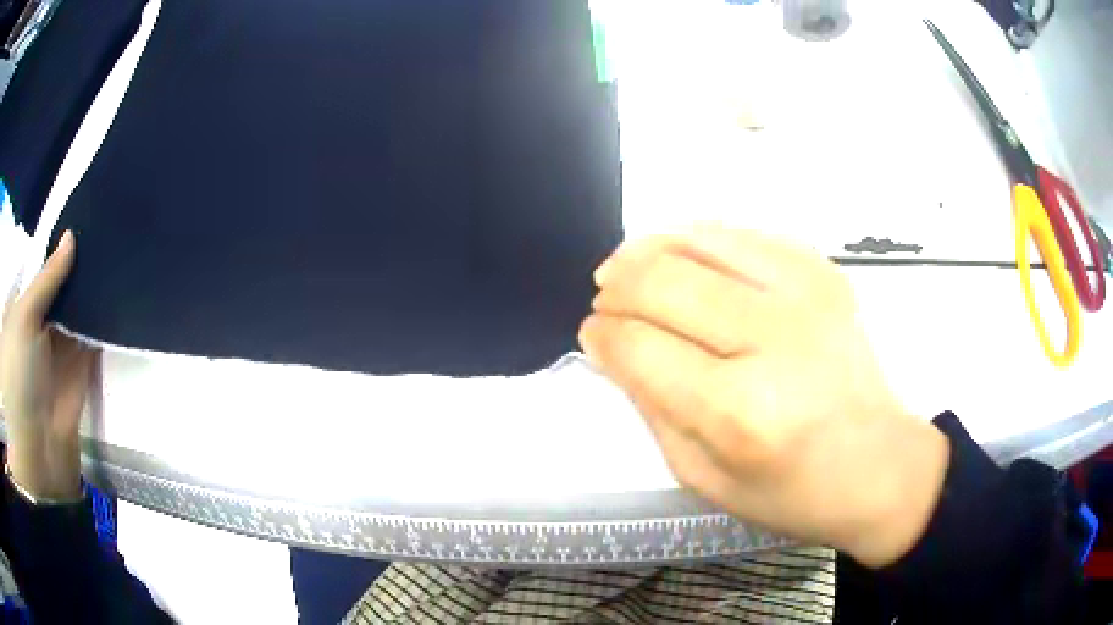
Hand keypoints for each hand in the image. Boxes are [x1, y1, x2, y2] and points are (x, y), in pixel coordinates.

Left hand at [1, 232, 97, 499]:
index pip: (40, 269)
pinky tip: (119, 293)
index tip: (82, 217)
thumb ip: (46, 279)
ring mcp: (60, 350)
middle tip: (105, 229)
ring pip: (77, 311)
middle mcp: (39, 326)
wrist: (37, 451)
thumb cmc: (17, 375)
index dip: (57, 246)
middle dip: (78, 265)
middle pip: (60, 288)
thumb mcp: (23, 317)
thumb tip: (71, 238)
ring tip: (117, 252)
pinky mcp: (81, 372)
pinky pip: (92, 340)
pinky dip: (103, 322)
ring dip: (91, 291)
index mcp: (22, 309)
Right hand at [579, 226, 949, 567]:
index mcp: (739, 411)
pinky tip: (683, 259)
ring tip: (628, 268)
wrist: (879, 464)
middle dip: (616, 287)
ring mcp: (806, 293)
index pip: (641, 346)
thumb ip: (650, 406)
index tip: (592, 335)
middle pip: (663, 281)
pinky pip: (740, 233)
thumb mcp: (703, 476)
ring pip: (697, 240)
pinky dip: (696, 239)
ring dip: (647, 250)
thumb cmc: (791, 490)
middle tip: (605, 299)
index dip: (602, 335)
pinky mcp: (823, 270)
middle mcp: (774, 339)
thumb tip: (613, 345)